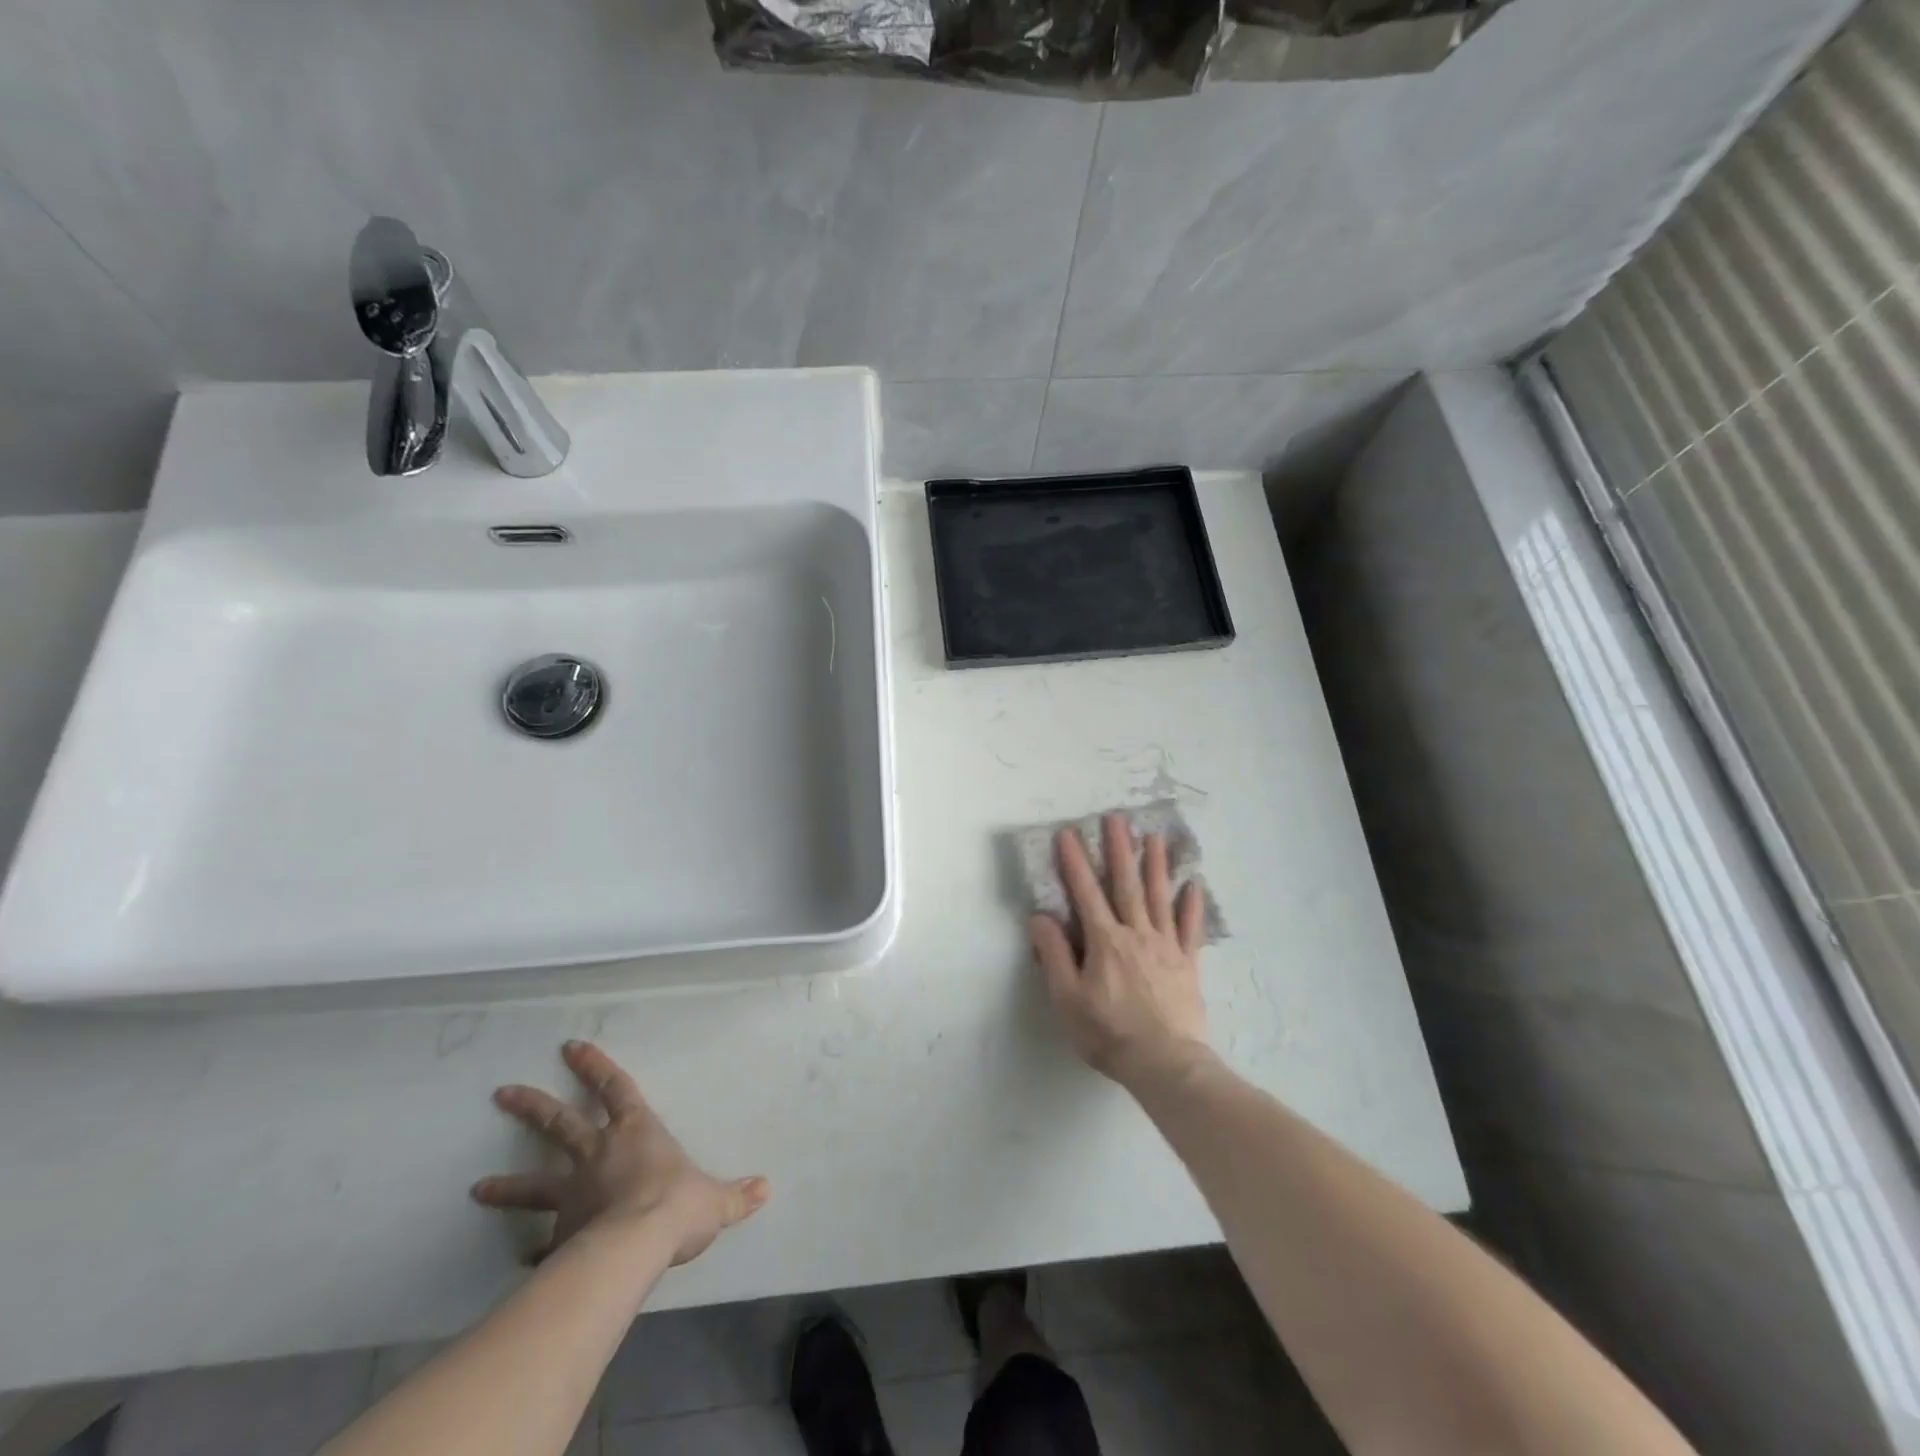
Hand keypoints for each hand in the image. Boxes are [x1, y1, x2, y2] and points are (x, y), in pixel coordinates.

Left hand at [472, 1041, 769, 1265]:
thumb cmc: (676, 1205)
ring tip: (477, 1188)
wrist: (635, 1246)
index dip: (594, 1066)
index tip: (569, 1047)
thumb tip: (766, 1188)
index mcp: (636, 1132)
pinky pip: (542, 1244)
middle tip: (502, 1093)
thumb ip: (737, 1194)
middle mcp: (599, 1154)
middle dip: (533, 1106)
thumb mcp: (715, 1199)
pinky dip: (532, 1251)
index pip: (615, 1087)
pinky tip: (520, 1262)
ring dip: (507, 1184)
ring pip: (535, 1182)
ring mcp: (573, 1194)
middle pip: (561, 1123)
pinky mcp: (560, 1234)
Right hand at [1029, 814, 1210, 1089]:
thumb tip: (1040, 916)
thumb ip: (1054, 954)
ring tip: (1155, 837)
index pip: (1086, 892)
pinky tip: (1194, 884)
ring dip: (1156, 865)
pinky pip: (1190, 927)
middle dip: (1119, 849)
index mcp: (1104, 941)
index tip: (1069, 833)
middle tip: (1117, 818)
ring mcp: (1166, 946)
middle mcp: (1136, 933)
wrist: (1165, 1063)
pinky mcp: (1187, 963)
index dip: (1075, 862)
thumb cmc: (1108, 1033)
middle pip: (1126, 884)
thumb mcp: (1067, 998)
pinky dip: (1192, 904)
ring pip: (1159, 897)